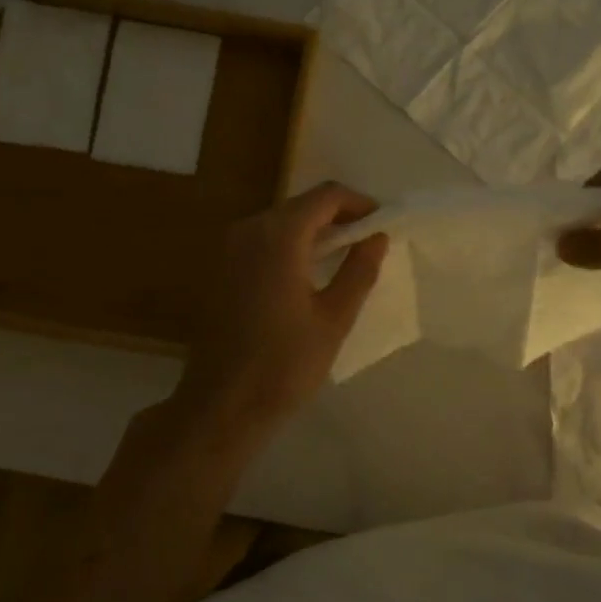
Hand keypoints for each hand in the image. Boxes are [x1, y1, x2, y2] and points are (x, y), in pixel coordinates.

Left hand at [176, 182, 389, 434]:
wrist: (221, 405)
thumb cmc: (285, 365)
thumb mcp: (334, 319)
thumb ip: (359, 270)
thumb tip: (377, 237)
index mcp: (279, 237)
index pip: (325, 196)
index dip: (358, 203)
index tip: (381, 223)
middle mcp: (248, 230)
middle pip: (300, 205)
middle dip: (336, 217)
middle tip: (367, 242)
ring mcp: (228, 249)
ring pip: (279, 222)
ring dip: (312, 231)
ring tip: (342, 258)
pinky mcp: (219, 269)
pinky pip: (261, 241)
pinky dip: (289, 246)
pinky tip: (306, 275)